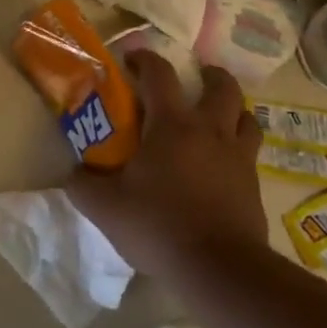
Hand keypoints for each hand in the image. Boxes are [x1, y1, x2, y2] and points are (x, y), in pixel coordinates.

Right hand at [66, 51, 267, 280]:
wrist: (219, 268)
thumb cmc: (159, 225)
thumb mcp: (106, 207)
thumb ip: (83, 185)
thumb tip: (72, 173)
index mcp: (172, 125)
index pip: (159, 75)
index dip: (145, 59)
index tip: (133, 59)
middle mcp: (210, 131)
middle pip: (222, 87)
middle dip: (211, 76)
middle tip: (198, 78)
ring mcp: (238, 157)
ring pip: (247, 117)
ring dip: (233, 110)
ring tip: (219, 118)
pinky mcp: (254, 186)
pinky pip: (250, 154)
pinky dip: (239, 149)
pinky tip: (224, 166)